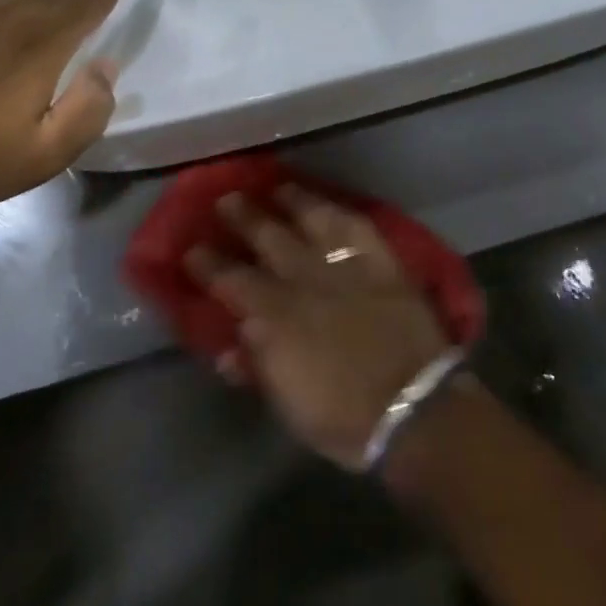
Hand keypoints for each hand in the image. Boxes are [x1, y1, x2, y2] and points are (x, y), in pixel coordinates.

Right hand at [185, 187, 452, 469]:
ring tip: (276, 187)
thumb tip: (230, 344)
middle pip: (267, 237)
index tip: (192, 248)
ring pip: (311, 219)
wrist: (413, 409)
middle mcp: (305, 279)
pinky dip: (338, 211)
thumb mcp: (287, 404)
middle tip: (226, 198)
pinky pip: (355, 226)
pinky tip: (328, 204)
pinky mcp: (381, 261)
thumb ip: (257, 366)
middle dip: (243, 216)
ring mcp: (345, 265)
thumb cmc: (344, 418)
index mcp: (276, 317)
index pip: (231, 280)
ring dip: (290, 201)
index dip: (208, 263)